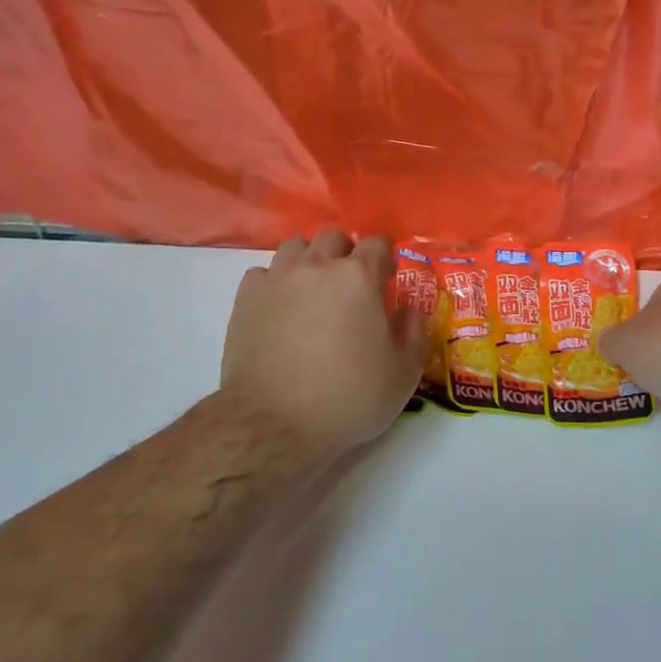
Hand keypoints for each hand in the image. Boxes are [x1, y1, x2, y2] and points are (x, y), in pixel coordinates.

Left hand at [219, 230, 422, 458]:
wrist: (274, 424)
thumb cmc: (348, 398)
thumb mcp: (403, 374)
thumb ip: (413, 332)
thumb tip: (408, 308)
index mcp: (359, 277)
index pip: (377, 244)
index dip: (384, 260)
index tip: (386, 281)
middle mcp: (318, 266)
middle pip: (334, 237)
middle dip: (345, 253)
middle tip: (349, 286)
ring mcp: (278, 278)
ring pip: (295, 247)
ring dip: (309, 261)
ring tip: (312, 291)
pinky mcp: (246, 298)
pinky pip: (263, 273)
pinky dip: (275, 284)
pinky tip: (279, 309)